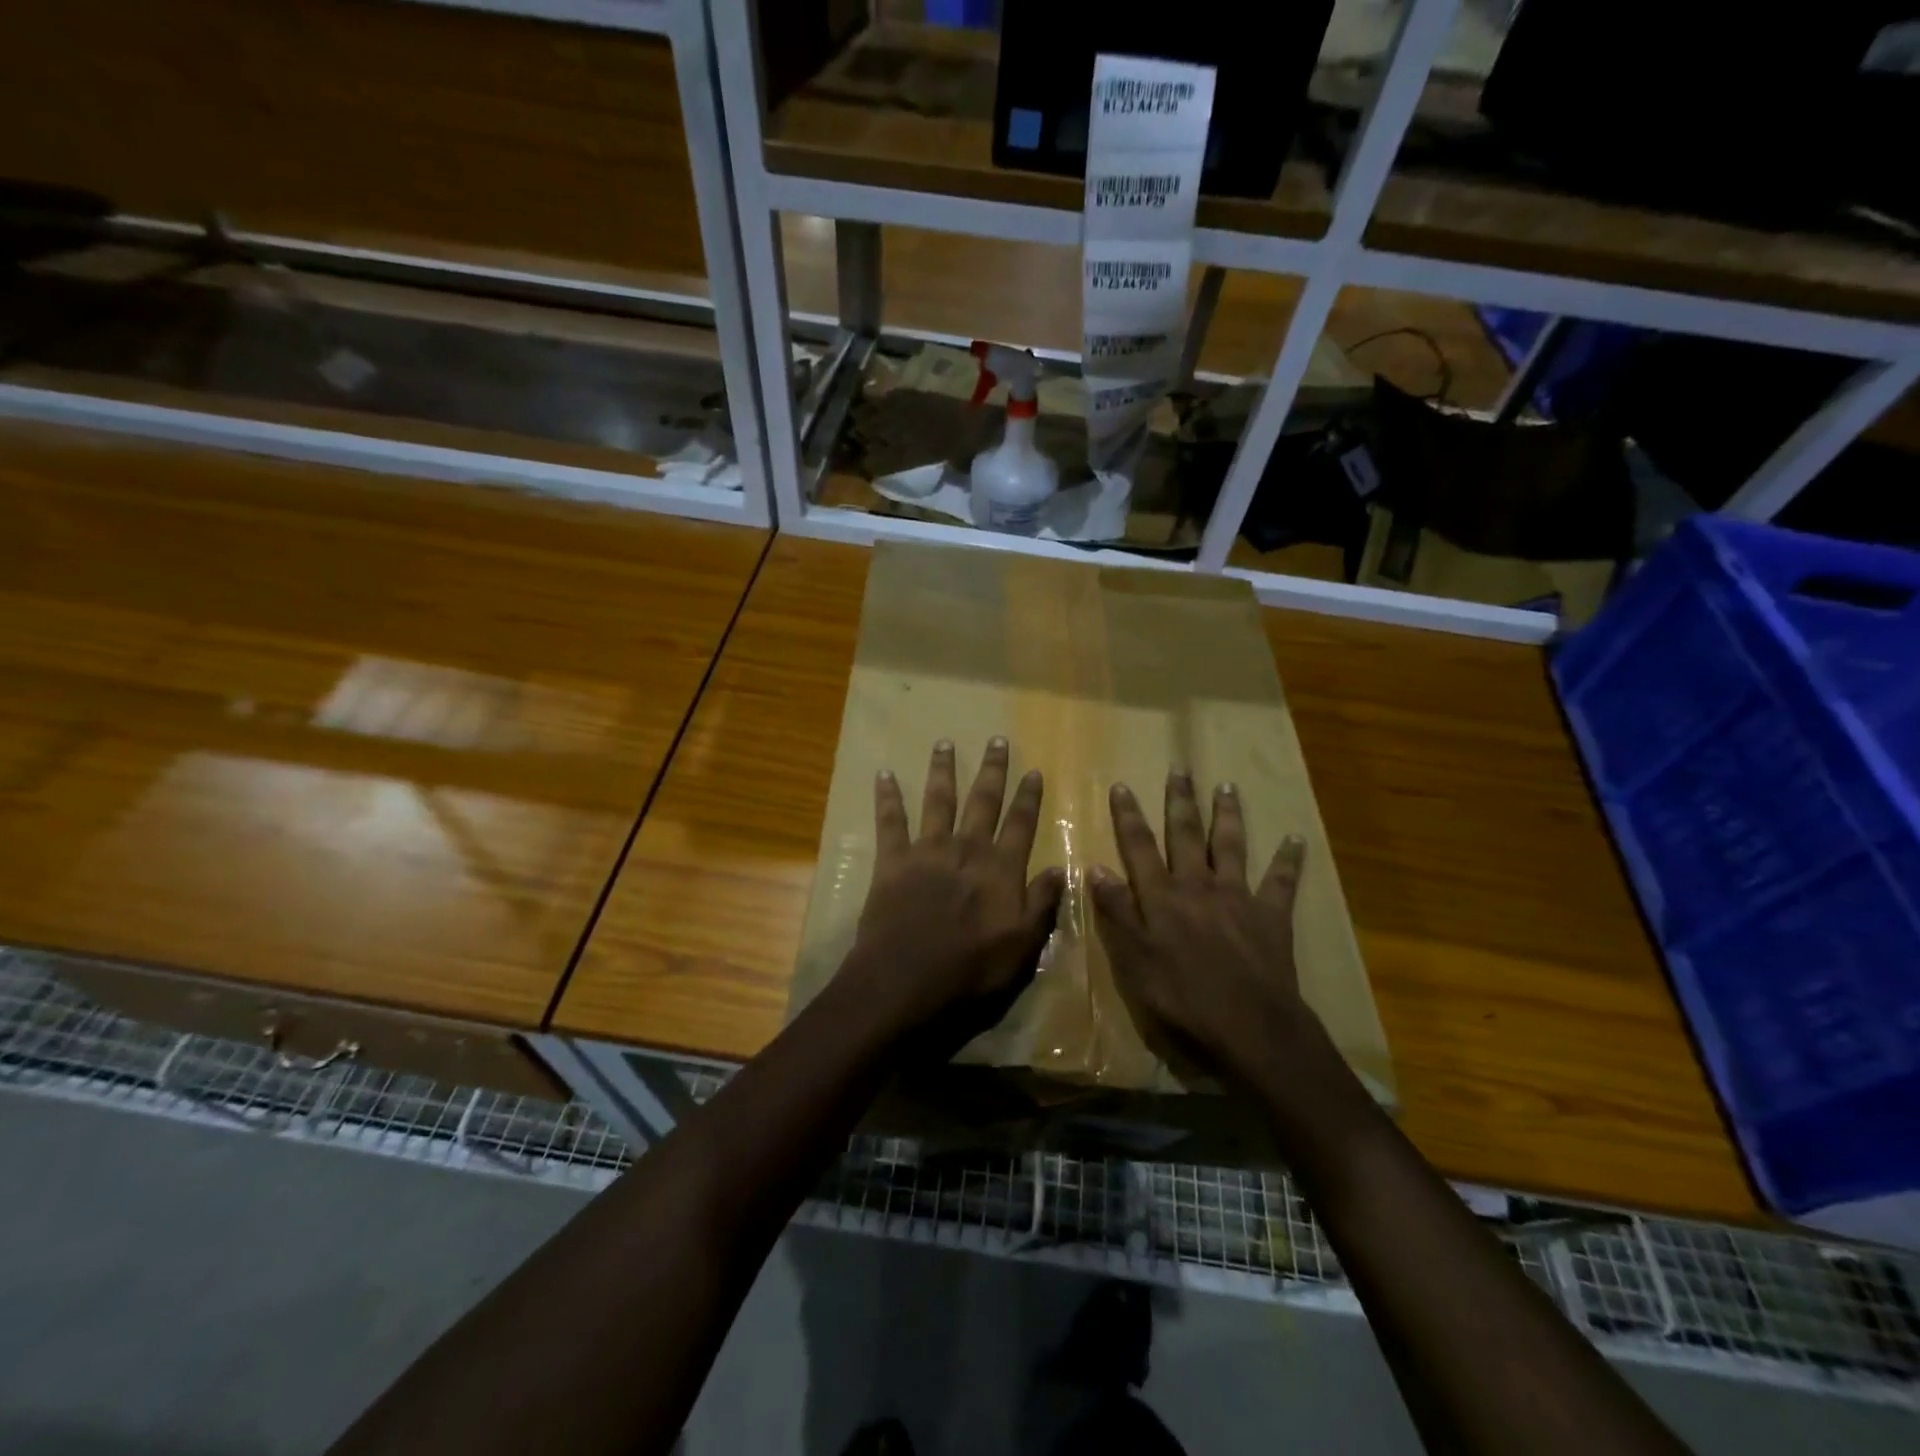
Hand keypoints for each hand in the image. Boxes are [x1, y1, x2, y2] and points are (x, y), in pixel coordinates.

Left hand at [837, 738, 1065, 1057]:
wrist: (905, 981)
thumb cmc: (970, 971)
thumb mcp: (1022, 948)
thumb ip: (1042, 905)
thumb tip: (1061, 869)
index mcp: (1000, 869)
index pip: (1020, 824)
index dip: (1029, 798)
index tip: (1034, 771)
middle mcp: (966, 850)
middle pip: (982, 801)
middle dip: (992, 770)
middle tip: (997, 740)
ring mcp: (927, 851)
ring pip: (938, 801)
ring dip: (943, 770)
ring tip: (945, 743)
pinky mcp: (893, 861)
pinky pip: (890, 822)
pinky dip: (887, 797)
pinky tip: (884, 774)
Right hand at [1088, 772, 1314, 1087]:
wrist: (1250, 1028)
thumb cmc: (1182, 999)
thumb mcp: (1134, 961)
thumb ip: (1117, 913)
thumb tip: (1097, 868)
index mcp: (1162, 897)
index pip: (1139, 848)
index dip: (1129, 816)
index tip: (1122, 785)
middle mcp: (1198, 886)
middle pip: (1185, 835)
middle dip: (1179, 801)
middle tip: (1179, 769)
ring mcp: (1238, 897)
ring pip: (1230, 846)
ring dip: (1226, 815)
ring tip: (1226, 786)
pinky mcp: (1271, 915)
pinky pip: (1281, 881)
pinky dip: (1288, 860)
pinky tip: (1296, 838)